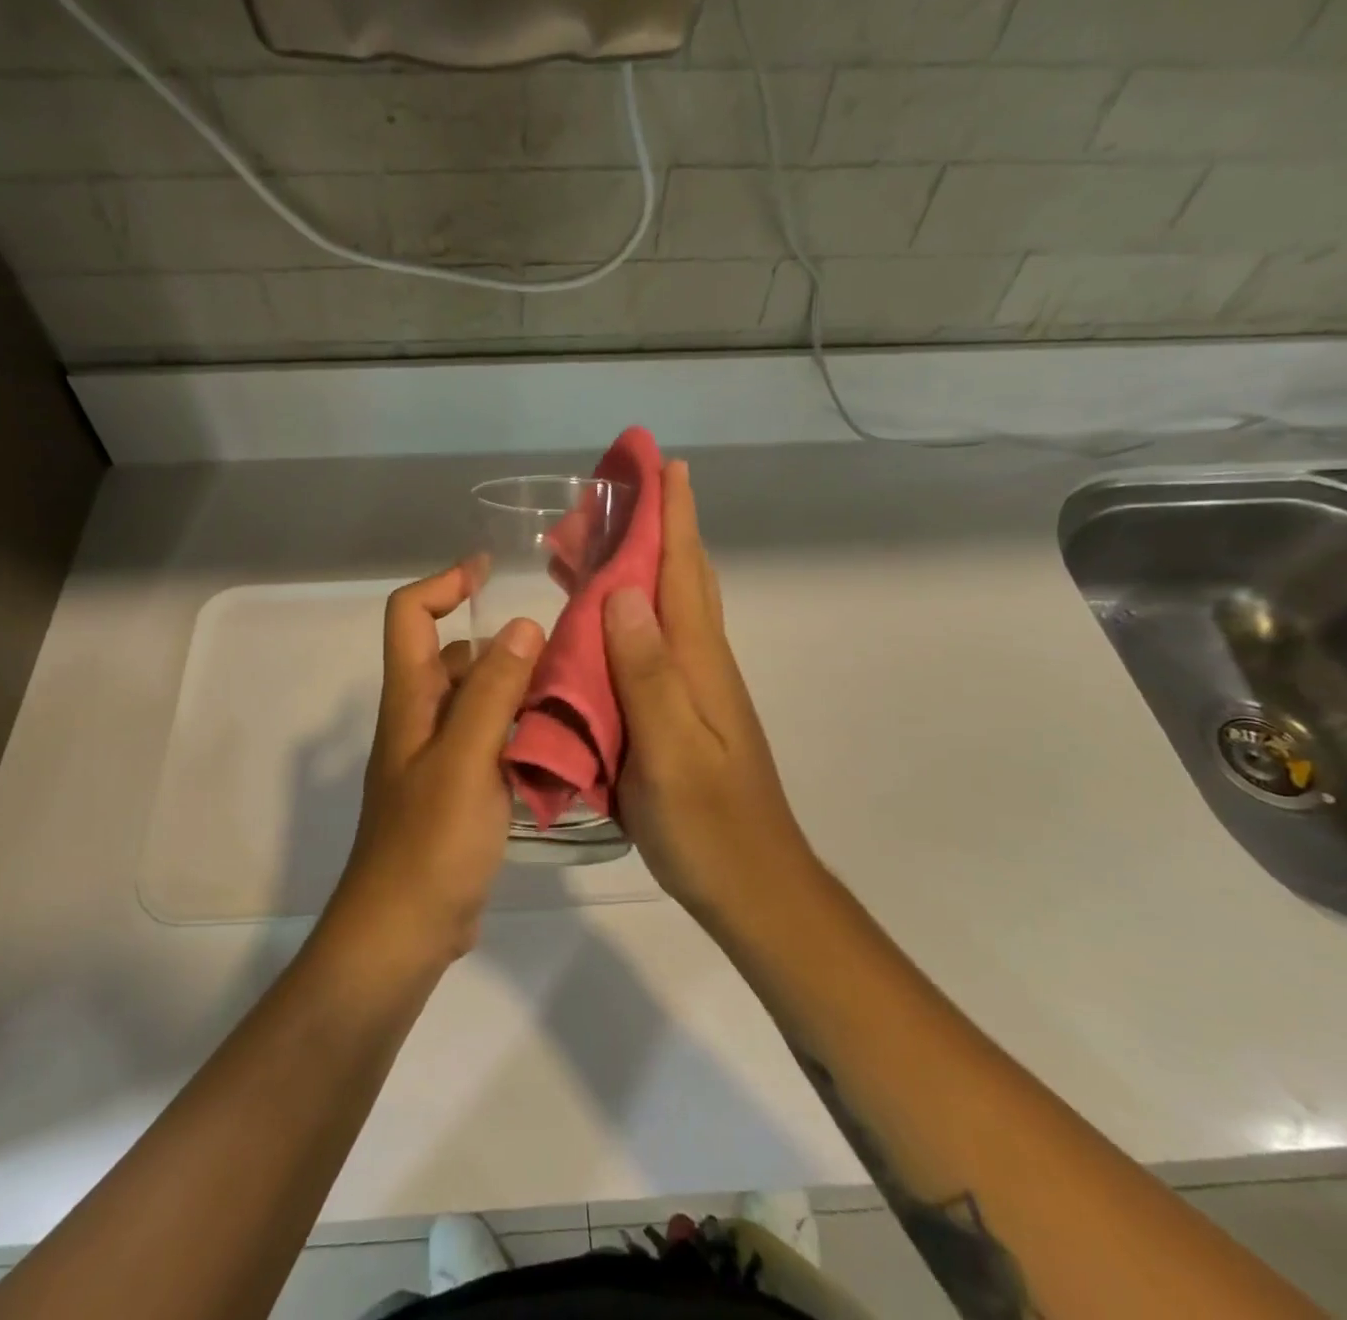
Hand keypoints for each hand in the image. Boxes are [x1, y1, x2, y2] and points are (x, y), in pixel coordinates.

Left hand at [330, 565, 542, 964]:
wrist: (404, 932)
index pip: (410, 614)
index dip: (444, 583)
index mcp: (410, 699)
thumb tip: (521, 625)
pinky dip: (523, 733)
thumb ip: (492, 691)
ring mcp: (440, 758)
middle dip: (503, 644)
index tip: (490, 572)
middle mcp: (421, 719)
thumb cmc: (430, 842)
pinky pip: (493, 743)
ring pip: (480, 702)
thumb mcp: (466, 759)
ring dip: (520, 690)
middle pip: (455, 657)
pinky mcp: (460, 791)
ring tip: (578, 693)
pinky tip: (565, 746)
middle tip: (566, 648)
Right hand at [602, 462, 816, 925]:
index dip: (672, 513)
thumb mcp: (669, 751)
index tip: (659, 462)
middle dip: (654, 525)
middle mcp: (701, 662)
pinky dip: (628, 612)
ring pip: (665, 607)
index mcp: (698, 661)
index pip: (683, 570)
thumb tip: (622, 590)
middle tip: (614, 491)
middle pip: (678, 577)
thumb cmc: (707, 824)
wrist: (753, 885)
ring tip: (592, 541)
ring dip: (637, 565)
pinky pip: (652, 642)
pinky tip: (603, 619)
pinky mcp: (683, 711)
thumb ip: (647, 672)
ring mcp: (695, 687)